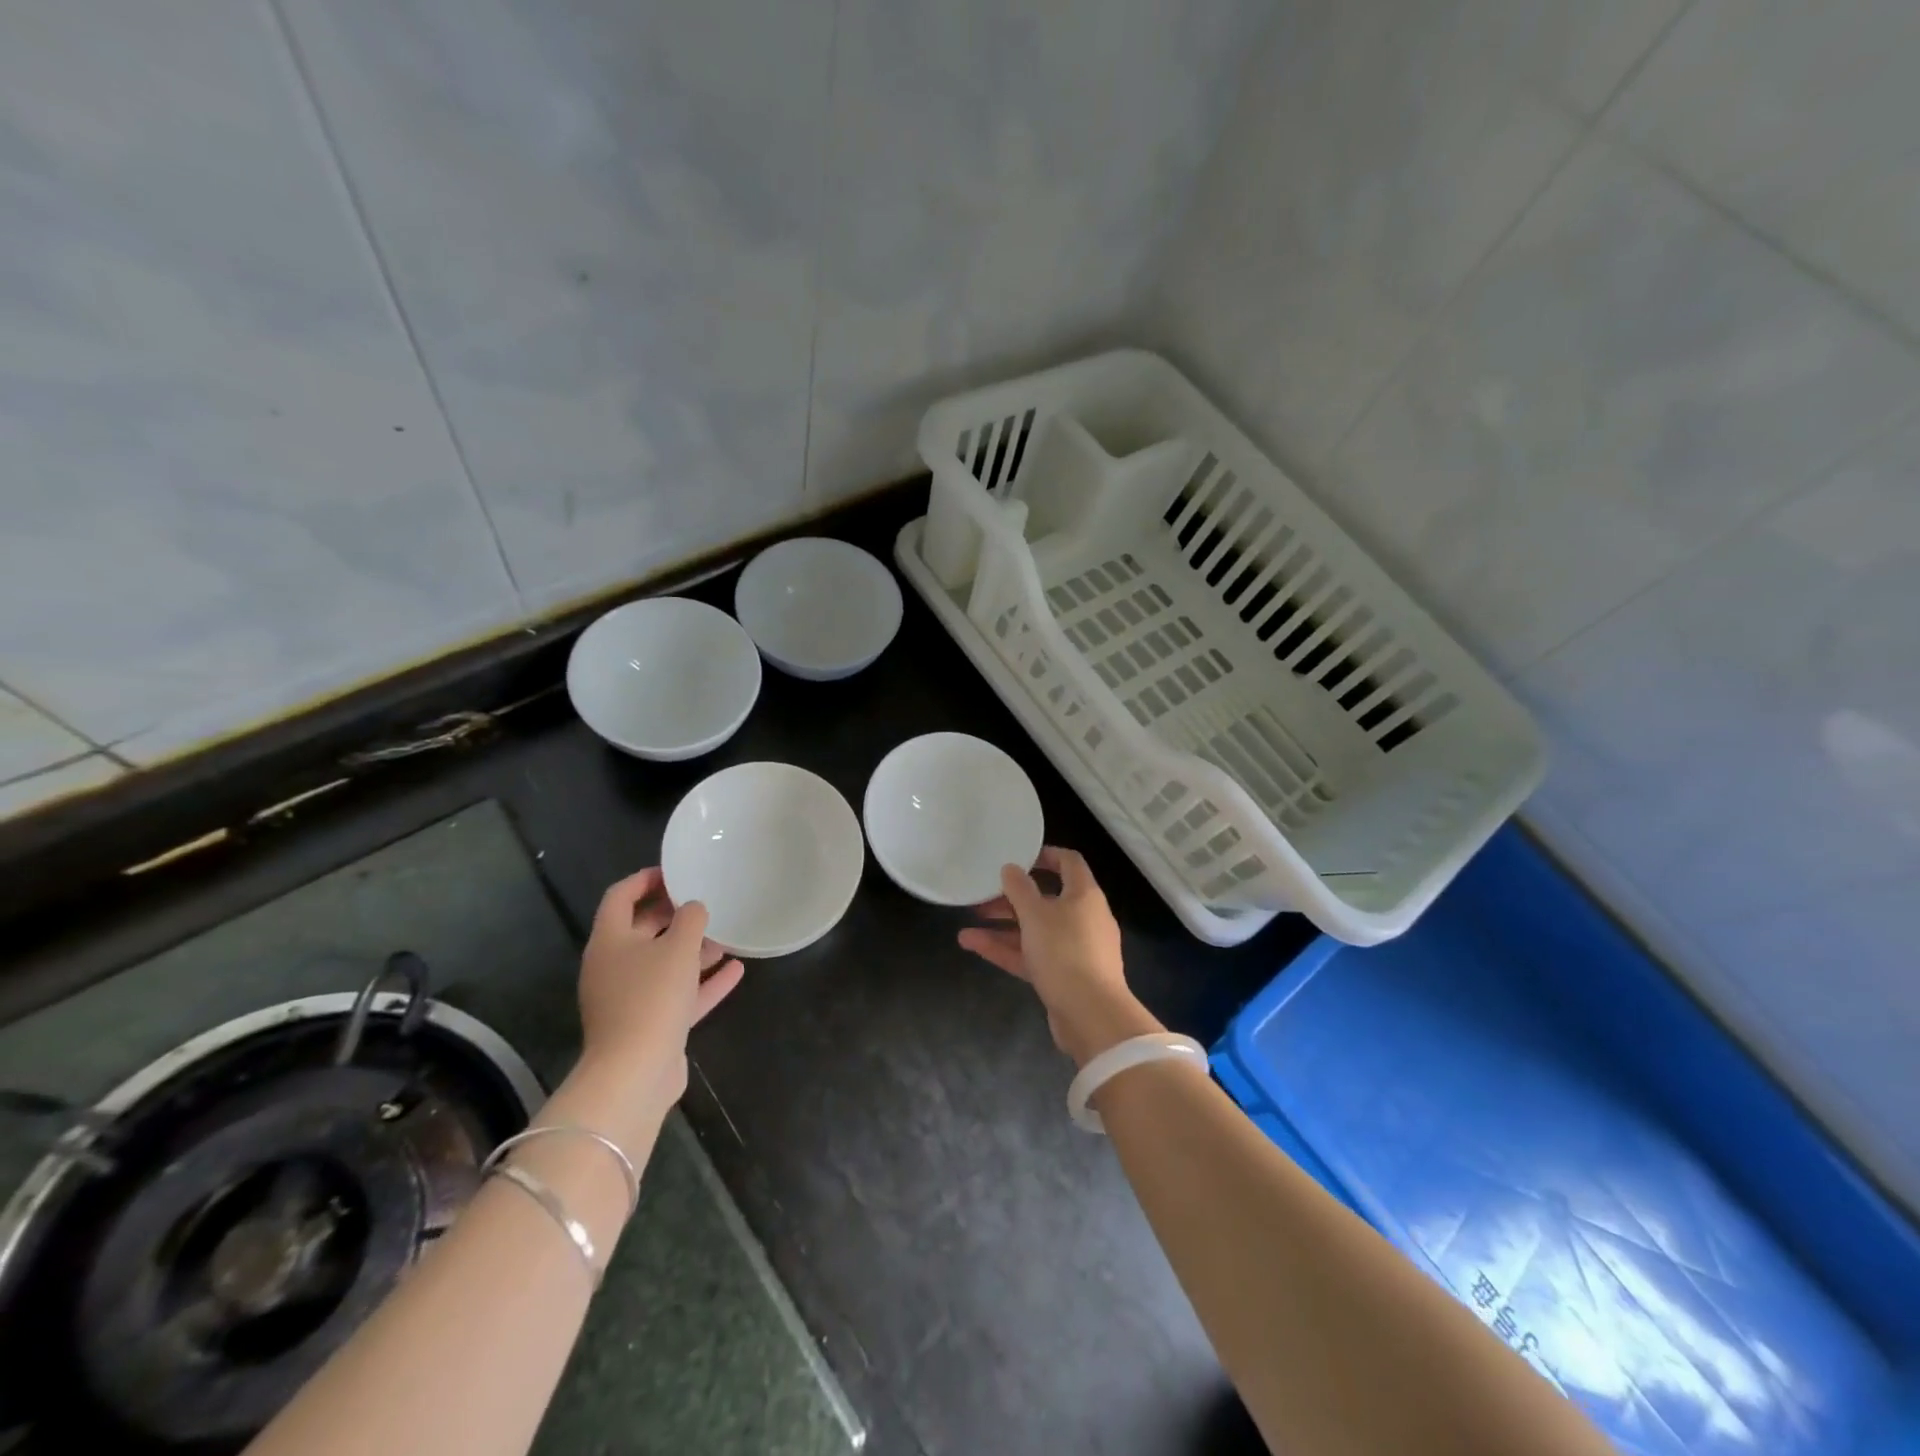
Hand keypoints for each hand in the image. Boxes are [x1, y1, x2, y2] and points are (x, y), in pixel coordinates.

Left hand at [573, 868, 744, 1137]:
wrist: (635, 1073)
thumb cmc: (652, 997)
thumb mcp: (677, 947)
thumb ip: (690, 919)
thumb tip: (693, 907)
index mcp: (609, 941)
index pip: (620, 896)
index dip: (645, 879)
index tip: (676, 871)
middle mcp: (614, 967)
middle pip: (643, 930)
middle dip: (674, 915)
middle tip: (705, 901)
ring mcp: (630, 999)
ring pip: (663, 964)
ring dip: (693, 950)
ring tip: (726, 935)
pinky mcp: (650, 1026)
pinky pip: (678, 995)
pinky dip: (703, 982)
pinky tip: (735, 971)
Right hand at [959, 846, 1161, 1066]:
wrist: (1092, 1016)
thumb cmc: (1065, 952)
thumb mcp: (1036, 914)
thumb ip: (1020, 889)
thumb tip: (1011, 868)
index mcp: (1084, 895)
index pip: (1069, 862)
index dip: (1044, 855)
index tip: (1017, 857)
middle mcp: (1083, 918)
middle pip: (1046, 898)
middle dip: (1012, 897)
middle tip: (983, 895)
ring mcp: (1074, 949)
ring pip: (1035, 930)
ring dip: (1003, 926)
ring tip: (968, 924)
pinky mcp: (1063, 976)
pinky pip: (1032, 955)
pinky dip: (1006, 949)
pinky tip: (973, 946)